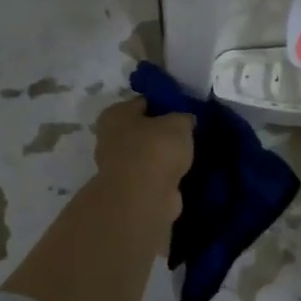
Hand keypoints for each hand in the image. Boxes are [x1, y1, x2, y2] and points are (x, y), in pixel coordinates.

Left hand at [91, 99, 193, 228]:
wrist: (144, 197)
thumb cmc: (155, 149)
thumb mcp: (178, 124)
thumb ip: (183, 118)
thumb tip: (186, 121)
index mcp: (116, 115)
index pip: (143, 102)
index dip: (164, 103)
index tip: (184, 109)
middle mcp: (110, 138)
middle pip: (143, 129)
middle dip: (163, 131)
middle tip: (188, 132)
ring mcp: (118, 167)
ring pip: (147, 154)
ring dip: (164, 156)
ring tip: (190, 153)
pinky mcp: (130, 189)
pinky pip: (152, 175)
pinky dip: (165, 175)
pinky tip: (183, 173)